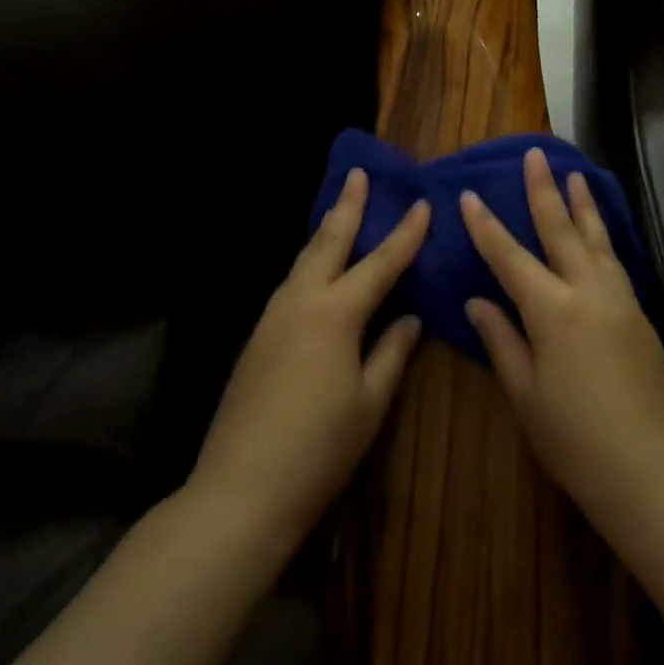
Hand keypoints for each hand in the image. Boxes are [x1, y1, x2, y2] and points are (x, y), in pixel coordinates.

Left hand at [191, 168, 427, 542]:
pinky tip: (318, 273)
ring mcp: (272, 318)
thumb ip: (391, 353)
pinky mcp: (257, 338)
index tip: (422, 202)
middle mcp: (300, 302)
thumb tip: (409, 318)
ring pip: (303, 261)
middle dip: (347, 206)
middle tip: (359, 174)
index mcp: (335, 313)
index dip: (404, 234)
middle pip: (327, 243)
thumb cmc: (318, 448)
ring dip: (325, 233)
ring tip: (341, 213)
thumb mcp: (369, 403)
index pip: (380, 263)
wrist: (240, 490)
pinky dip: (310, 265)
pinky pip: (291, 285)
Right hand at [461, 148, 663, 541]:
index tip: (468, 195)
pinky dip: (604, 238)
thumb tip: (477, 303)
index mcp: (553, 311)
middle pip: (562, 231)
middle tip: (535, 154)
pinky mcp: (642, 317)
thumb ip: (502, 341)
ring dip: (584, 205)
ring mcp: (621, 302)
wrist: (654, 474)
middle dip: (544, 190)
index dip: (486, 226)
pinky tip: (600, 234)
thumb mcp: (526, 396)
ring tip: (576, 175)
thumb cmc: (576, 441)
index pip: (510, 257)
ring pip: (598, 240)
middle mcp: (589, 293)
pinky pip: (616, 263)